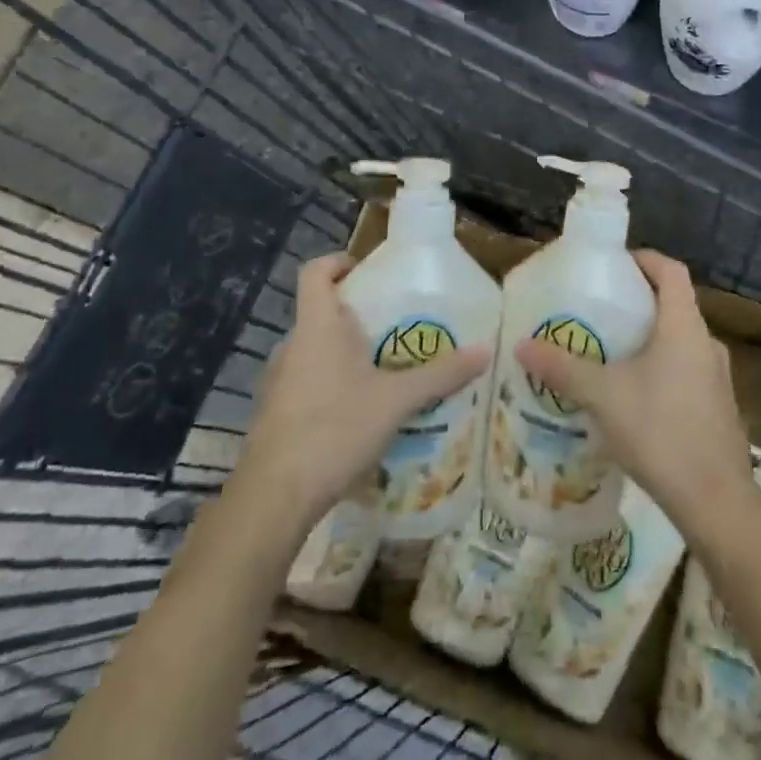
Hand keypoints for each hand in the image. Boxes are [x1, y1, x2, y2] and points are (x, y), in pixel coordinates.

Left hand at [233, 254, 491, 531]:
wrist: (275, 497)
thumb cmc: (335, 429)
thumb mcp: (397, 400)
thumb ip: (441, 375)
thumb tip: (486, 351)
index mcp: (318, 327)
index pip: (315, 272)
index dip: (338, 262)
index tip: (366, 270)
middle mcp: (293, 346)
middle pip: (321, 312)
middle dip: (356, 314)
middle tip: (396, 326)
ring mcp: (279, 381)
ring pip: (315, 350)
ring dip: (345, 352)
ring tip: (385, 369)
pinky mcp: (276, 413)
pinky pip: (308, 381)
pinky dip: (332, 383)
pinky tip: (361, 411)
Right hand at [516, 251, 756, 530]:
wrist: (715, 500)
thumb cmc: (660, 431)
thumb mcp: (603, 396)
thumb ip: (563, 368)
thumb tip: (521, 345)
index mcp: (684, 326)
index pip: (671, 270)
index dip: (644, 259)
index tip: (615, 265)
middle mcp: (707, 343)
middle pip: (674, 305)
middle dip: (638, 303)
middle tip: (600, 312)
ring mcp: (718, 377)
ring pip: (680, 341)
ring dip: (649, 340)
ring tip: (610, 354)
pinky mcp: (719, 407)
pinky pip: (687, 371)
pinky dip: (661, 369)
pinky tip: (634, 397)